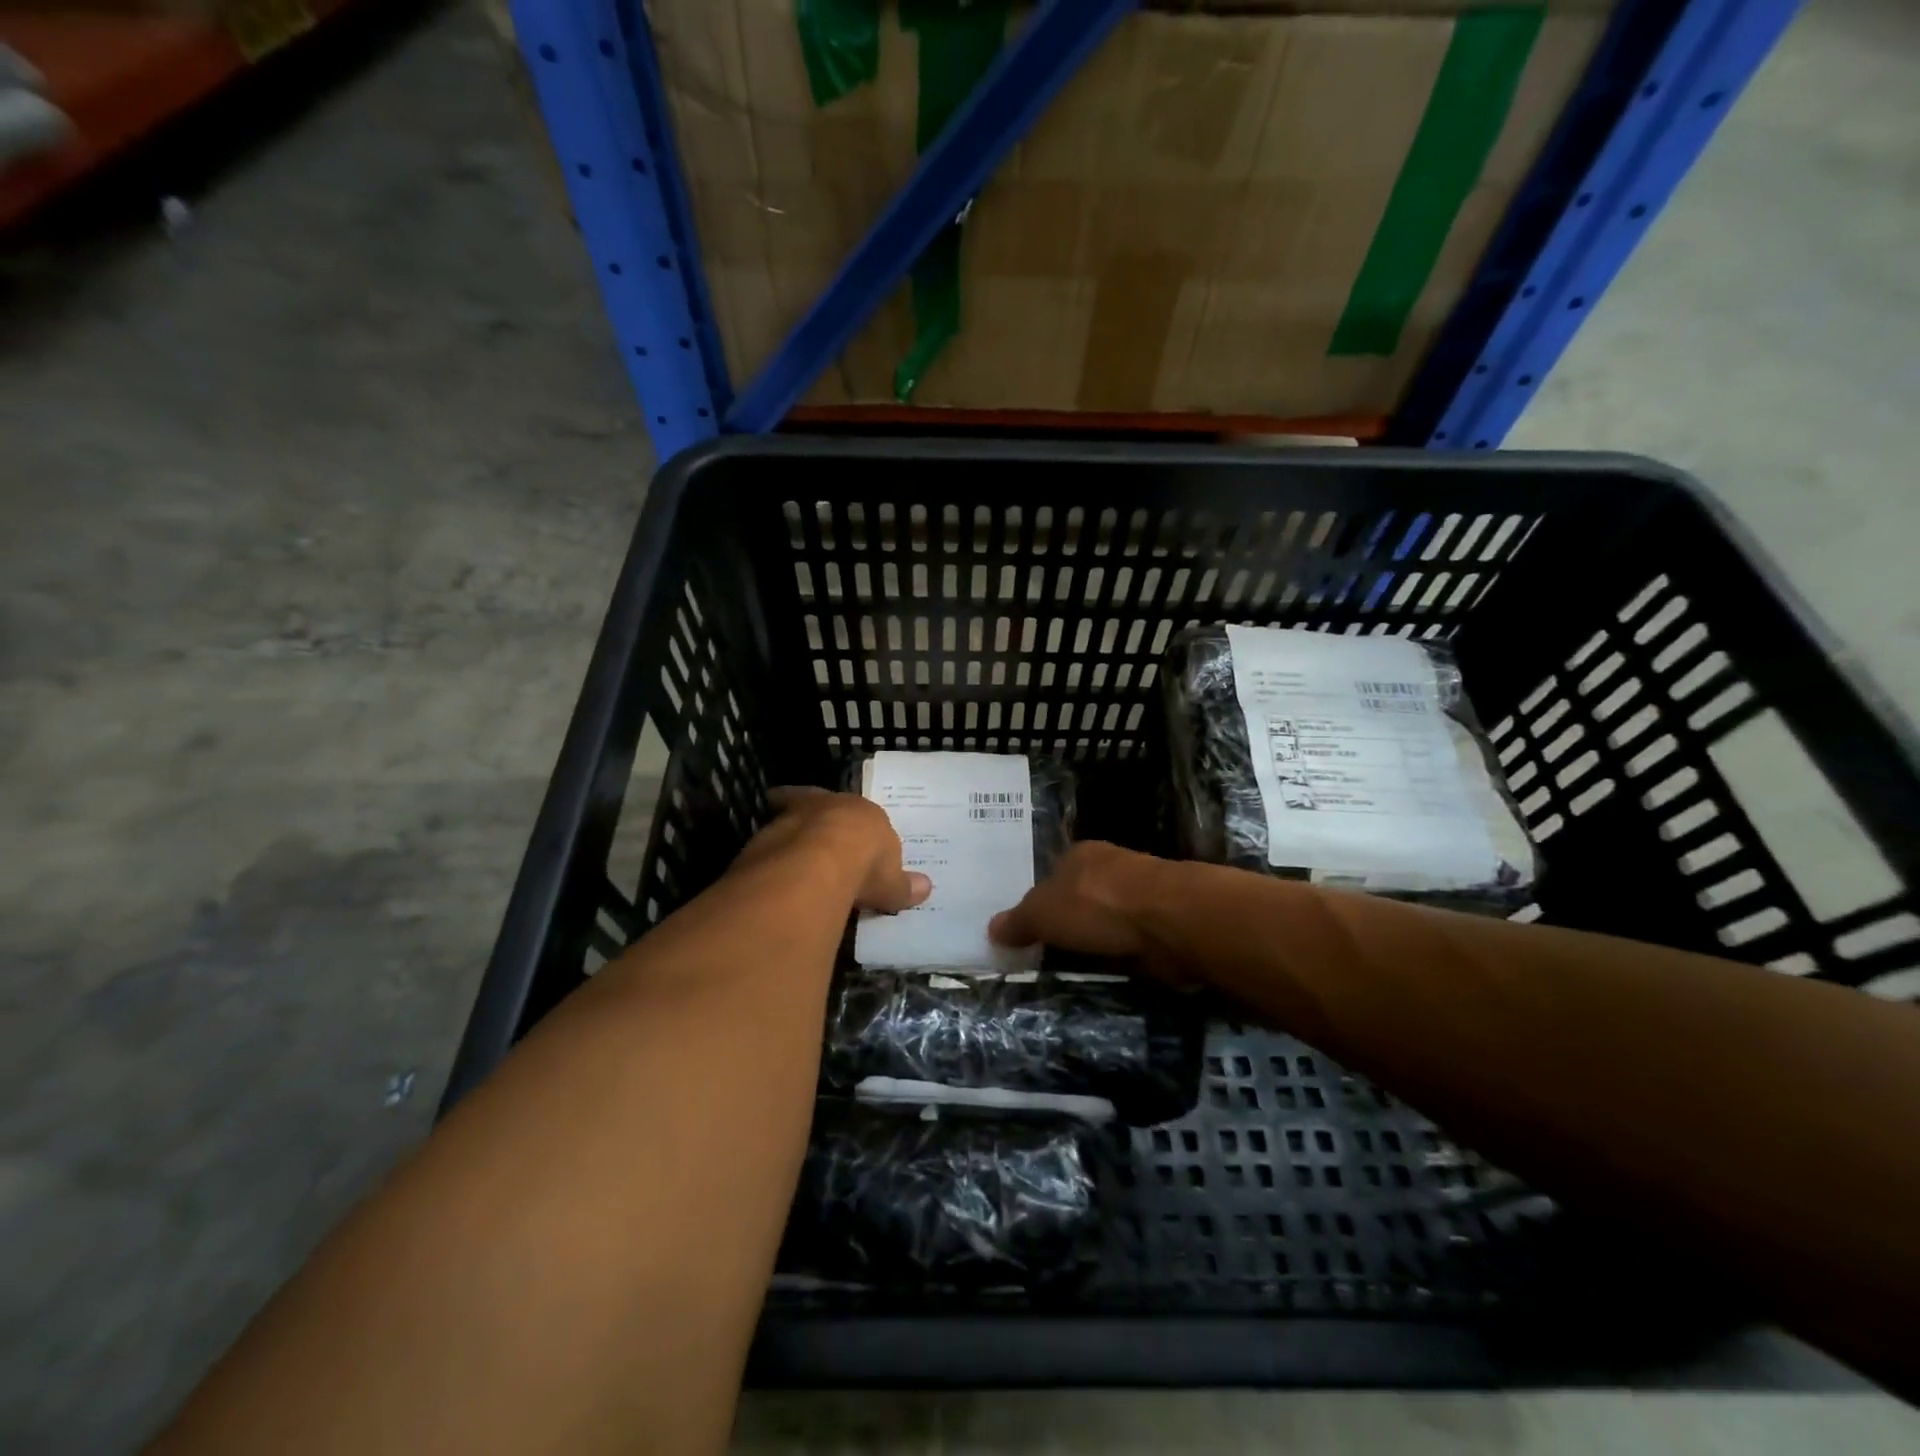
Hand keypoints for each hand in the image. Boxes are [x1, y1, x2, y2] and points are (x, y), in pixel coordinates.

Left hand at [739, 787, 930, 913]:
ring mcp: (788, 819)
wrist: (816, 864)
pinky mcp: (760, 840)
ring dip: (788, 836)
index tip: (845, 830)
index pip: (855, 810)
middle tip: (811, 831)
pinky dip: (770, 859)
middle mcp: (823, 806)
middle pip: (814, 804)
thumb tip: (926, 888)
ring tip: (791, 860)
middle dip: (812, 815)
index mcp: (860, 810)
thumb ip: (904, 885)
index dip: (850, 822)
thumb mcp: (892, 883)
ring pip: (786, 821)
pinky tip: (773, 877)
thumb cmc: (865, 865)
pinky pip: (766, 846)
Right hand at [989, 841, 1161, 960]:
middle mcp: (1110, 867)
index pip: (1053, 874)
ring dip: (1098, 938)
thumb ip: (1018, 921)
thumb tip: (991, 929)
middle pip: (1081, 895)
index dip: (1040, 900)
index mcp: (1079, 854)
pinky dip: (1121, 952)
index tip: (1030, 928)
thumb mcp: (1042, 913)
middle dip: (1069, 919)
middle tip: (1048, 951)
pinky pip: (1129, 939)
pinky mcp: (1161, 922)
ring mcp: (1139, 894)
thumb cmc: (1096, 905)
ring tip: (1078, 965)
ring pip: (1107, 917)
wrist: (1168, 920)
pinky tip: (1111, 967)